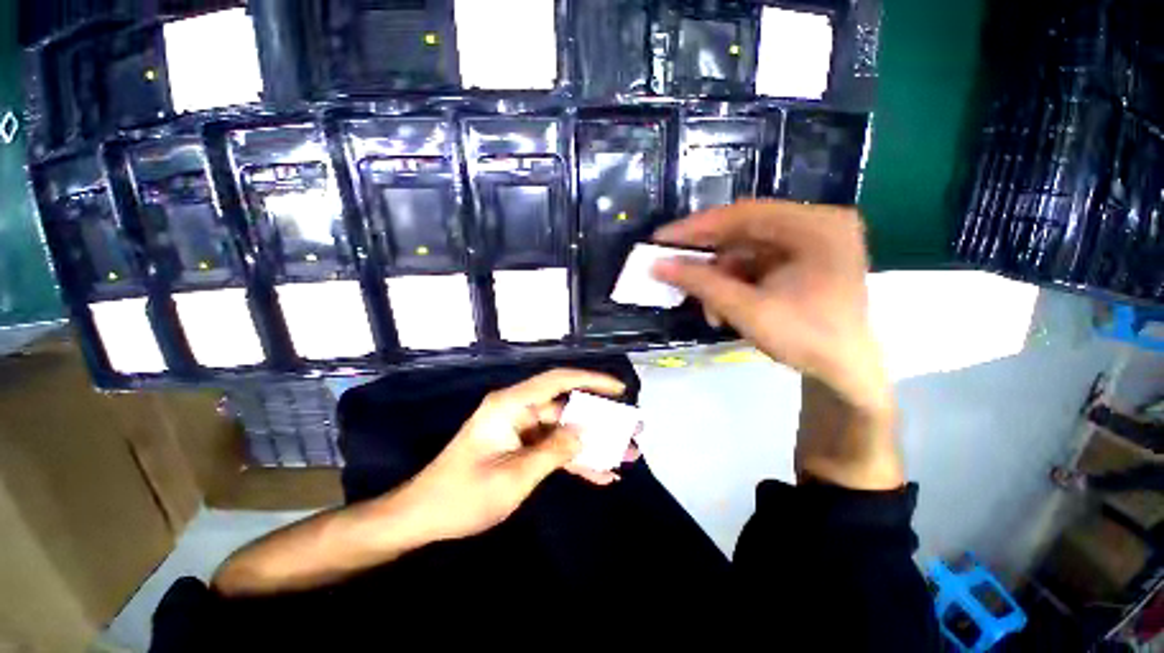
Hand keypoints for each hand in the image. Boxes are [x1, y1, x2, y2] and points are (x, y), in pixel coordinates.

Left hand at [395, 369, 626, 542]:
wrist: (424, 517)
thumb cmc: (464, 496)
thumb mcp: (515, 476)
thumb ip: (554, 451)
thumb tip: (586, 432)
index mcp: (511, 405)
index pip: (557, 381)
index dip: (591, 380)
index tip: (619, 389)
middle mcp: (518, 410)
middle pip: (567, 408)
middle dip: (599, 420)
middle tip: (631, 430)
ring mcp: (520, 430)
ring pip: (564, 430)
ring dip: (592, 444)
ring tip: (626, 456)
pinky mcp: (520, 447)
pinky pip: (552, 448)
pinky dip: (574, 460)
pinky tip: (601, 474)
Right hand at [652, 199, 889, 413]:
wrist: (846, 375)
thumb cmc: (806, 339)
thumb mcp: (747, 309)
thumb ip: (701, 283)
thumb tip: (657, 265)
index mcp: (816, 226)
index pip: (744, 214)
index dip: (697, 227)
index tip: (661, 239)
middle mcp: (815, 225)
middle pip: (744, 231)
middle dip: (707, 258)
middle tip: (671, 267)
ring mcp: (810, 244)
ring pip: (746, 251)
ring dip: (719, 278)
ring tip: (706, 308)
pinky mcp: (801, 263)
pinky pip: (755, 265)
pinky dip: (733, 284)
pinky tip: (722, 308)